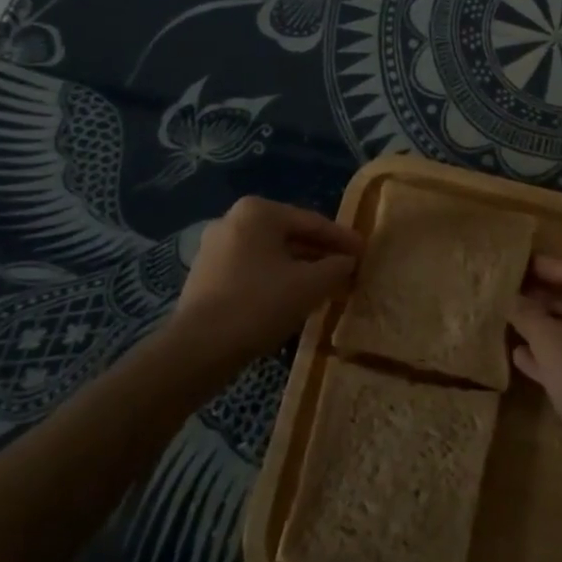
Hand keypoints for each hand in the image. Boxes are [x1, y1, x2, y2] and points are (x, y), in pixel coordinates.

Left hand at [170, 196, 361, 363]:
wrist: (198, 350)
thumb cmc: (259, 305)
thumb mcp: (310, 285)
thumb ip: (337, 267)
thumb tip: (349, 261)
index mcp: (258, 211)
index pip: (312, 222)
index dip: (342, 239)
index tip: (364, 252)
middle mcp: (232, 220)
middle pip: (290, 236)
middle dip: (320, 254)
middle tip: (348, 269)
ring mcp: (215, 248)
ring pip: (271, 255)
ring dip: (300, 269)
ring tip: (326, 287)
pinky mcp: (205, 276)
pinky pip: (252, 270)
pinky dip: (276, 280)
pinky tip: (294, 299)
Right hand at [508, 257, 561, 443]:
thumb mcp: (549, 340)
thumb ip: (527, 314)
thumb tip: (510, 298)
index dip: (543, 267)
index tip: (516, 264)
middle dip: (542, 298)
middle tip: (510, 293)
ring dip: (544, 327)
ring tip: (511, 323)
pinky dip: (552, 355)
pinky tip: (521, 357)